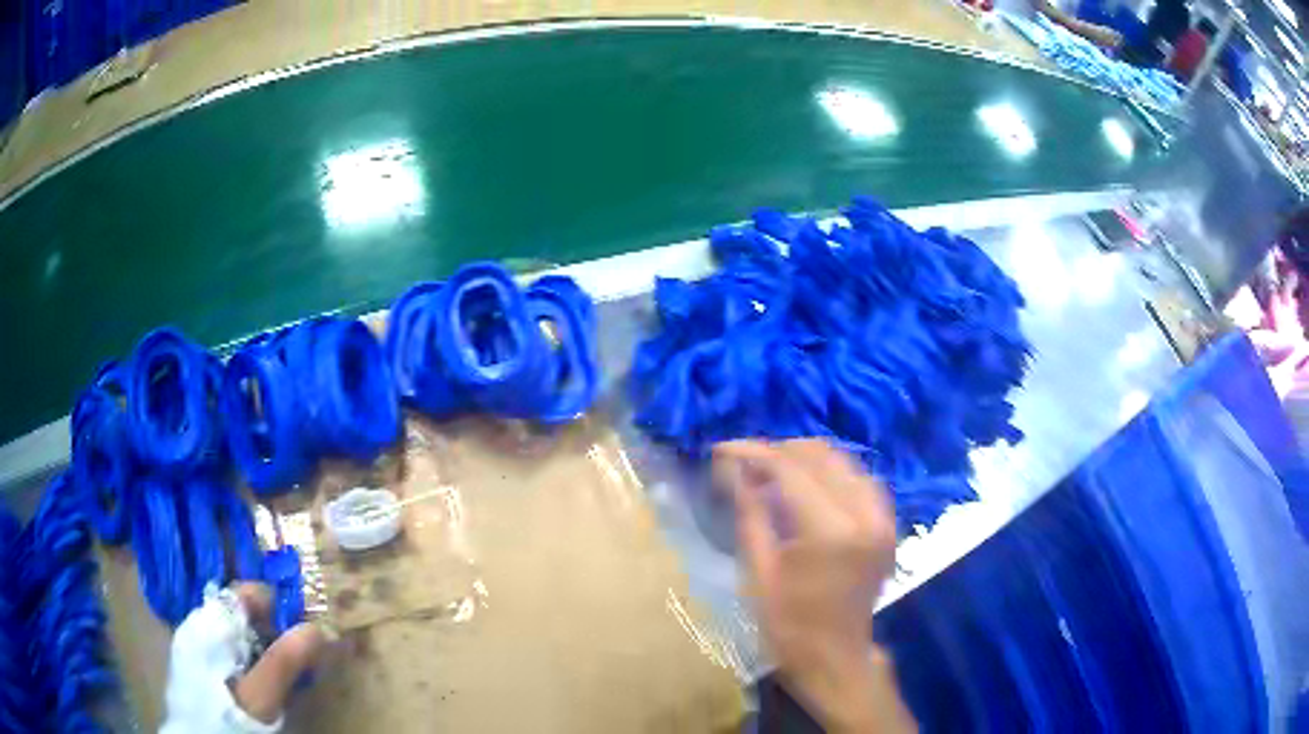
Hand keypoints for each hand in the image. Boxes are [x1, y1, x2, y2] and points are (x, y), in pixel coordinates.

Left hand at [161, 583, 327, 732]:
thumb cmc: (229, 716)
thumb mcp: (263, 696)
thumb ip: (286, 661)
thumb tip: (318, 628)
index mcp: (211, 623)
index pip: (246, 593)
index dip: (277, 605)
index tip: (303, 629)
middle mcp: (196, 622)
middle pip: (240, 613)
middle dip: (271, 630)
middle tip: (297, 659)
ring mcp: (190, 642)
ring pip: (232, 631)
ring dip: (259, 646)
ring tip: (278, 676)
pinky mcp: (191, 662)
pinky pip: (221, 647)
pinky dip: (243, 657)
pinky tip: (253, 683)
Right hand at [714, 439, 913, 732]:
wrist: (835, 659)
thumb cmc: (789, 626)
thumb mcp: (759, 572)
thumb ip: (749, 513)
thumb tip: (731, 467)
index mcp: (830, 533)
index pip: (791, 470)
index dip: (753, 453)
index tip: (721, 449)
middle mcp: (865, 516)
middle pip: (821, 456)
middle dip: (779, 451)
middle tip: (744, 463)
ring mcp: (883, 519)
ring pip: (844, 462)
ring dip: (805, 459)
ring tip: (771, 471)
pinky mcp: (888, 525)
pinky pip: (860, 480)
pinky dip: (831, 474)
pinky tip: (807, 485)